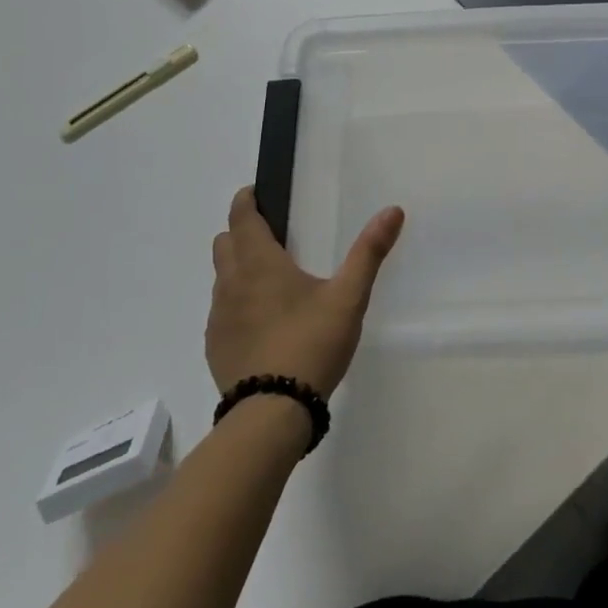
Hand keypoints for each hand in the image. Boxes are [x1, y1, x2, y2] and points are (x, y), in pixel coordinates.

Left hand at [206, 187, 404, 397]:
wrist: (272, 413)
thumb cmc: (311, 344)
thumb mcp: (348, 297)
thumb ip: (369, 252)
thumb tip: (392, 210)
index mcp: (260, 263)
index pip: (241, 217)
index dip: (246, 201)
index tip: (257, 194)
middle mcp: (231, 283)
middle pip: (225, 243)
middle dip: (242, 232)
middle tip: (273, 237)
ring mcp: (219, 317)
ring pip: (221, 277)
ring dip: (238, 268)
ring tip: (270, 281)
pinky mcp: (215, 347)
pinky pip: (221, 311)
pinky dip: (236, 303)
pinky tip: (262, 322)